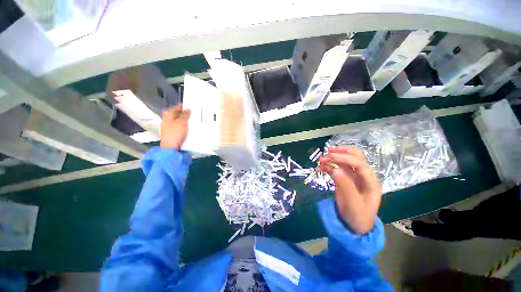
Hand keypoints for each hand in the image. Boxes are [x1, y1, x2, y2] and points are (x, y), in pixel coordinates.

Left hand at [160, 105, 190, 149]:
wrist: (171, 147)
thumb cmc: (175, 133)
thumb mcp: (182, 122)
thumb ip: (185, 115)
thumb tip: (188, 109)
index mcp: (168, 116)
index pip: (175, 108)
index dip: (182, 107)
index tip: (189, 107)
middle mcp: (166, 120)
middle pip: (175, 114)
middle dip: (183, 114)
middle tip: (191, 114)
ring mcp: (168, 127)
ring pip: (177, 121)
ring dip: (183, 120)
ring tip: (190, 121)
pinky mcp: (171, 133)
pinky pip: (178, 127)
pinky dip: (182, 126)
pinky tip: (187, 128)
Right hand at [317, 146, 381, 233]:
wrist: (354, 226)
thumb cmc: (358, 217)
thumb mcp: (353, 204)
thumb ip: (345, 186)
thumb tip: (335, 169)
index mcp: (370, 181)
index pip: (360, 163)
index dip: (345, 157)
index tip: (330, 156)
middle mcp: (363, 176)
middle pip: (355, 157)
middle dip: (341, 152)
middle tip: (327, 152)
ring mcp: (354, 177)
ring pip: (345, 161)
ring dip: (333, 158)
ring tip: (320, 160)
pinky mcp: (345, 179)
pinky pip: (337, 168)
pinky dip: (328, 166)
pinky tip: (320, 168)